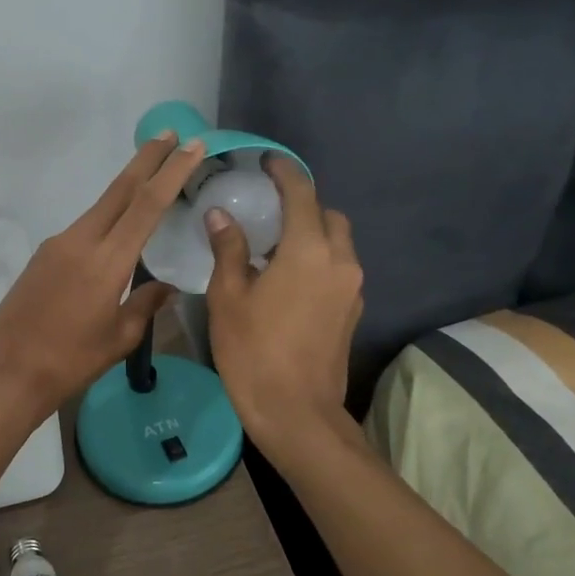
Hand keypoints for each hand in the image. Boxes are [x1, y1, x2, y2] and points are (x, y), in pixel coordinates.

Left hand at [0, 131, 208, 420]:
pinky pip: (84, 228)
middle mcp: (81, 241)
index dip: (171, 172)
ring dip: (127, 188)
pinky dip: (107, 217)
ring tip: (152, 177)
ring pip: (100, 207)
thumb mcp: (119, 338)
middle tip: (172, 135)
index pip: (146, 205)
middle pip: (120, 190)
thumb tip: (166, 286)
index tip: (191, 146)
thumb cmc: (71, 361)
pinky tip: (117, 230)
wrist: (9, 370)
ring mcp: (58, 244)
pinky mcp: (44, 254)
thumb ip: (146, 304)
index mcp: (107, 262)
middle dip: (147, 159)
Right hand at [204, 156, 364, 463]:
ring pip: (338, 243)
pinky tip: (288, 279)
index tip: (268, 162)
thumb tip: (222, 215)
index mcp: (308, 251)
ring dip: (312, 235)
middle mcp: (340, 262)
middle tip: (268, 211)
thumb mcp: (229, 297)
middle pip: (328, 216)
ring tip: (274, 247)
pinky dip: (318, 261)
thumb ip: (229, 249)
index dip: (285, 172)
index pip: (302, 194)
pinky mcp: (353, 311)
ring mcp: (352, 289)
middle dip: (303, 205)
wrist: (296, 413)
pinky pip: (338, 269)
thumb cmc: (253, 352)